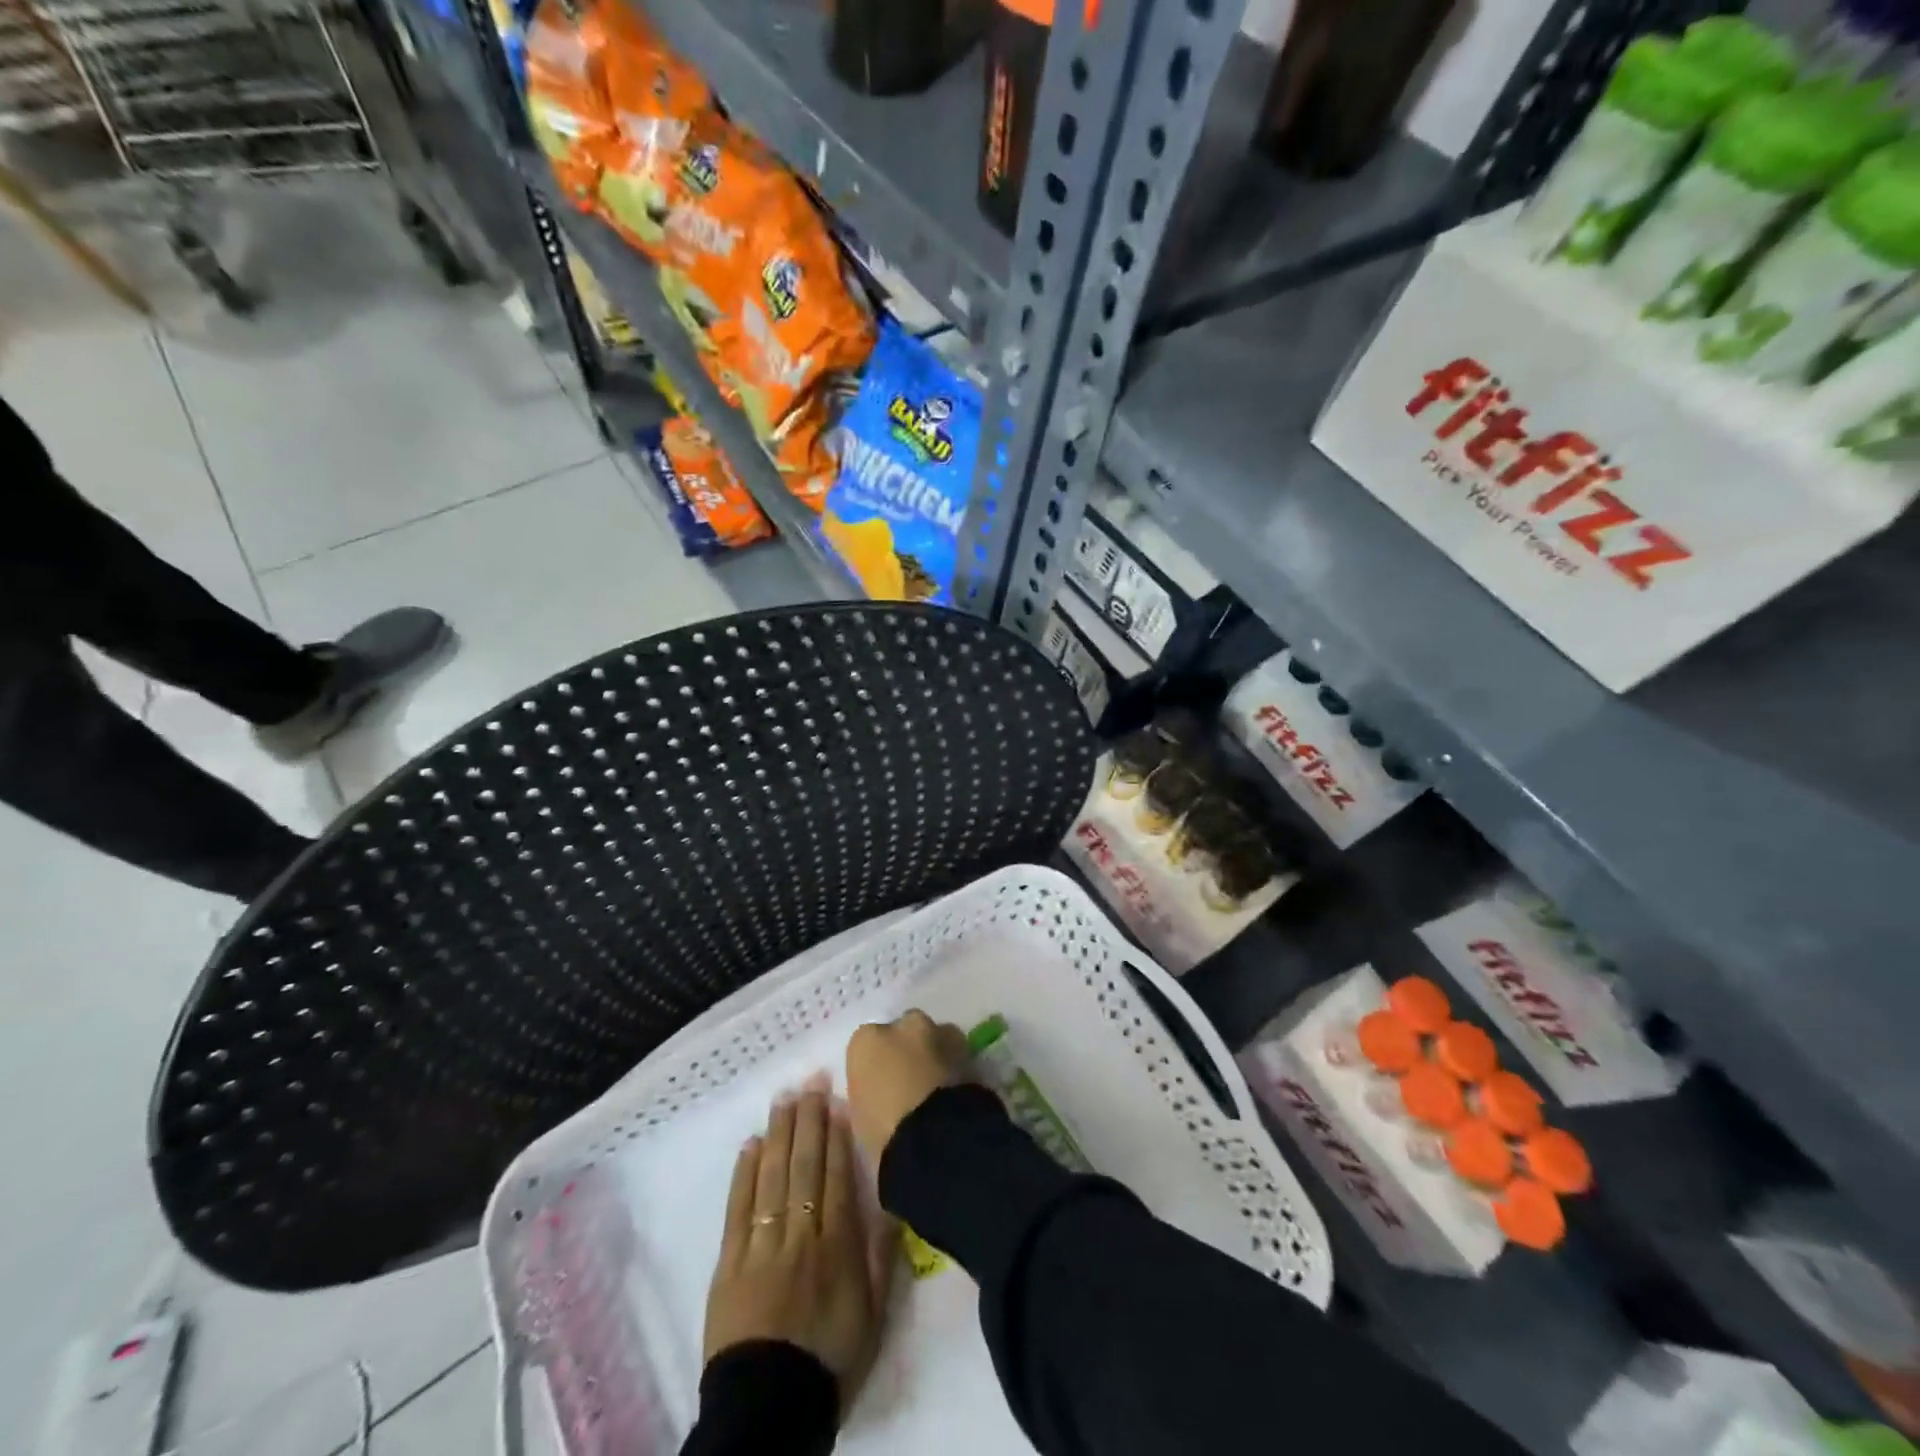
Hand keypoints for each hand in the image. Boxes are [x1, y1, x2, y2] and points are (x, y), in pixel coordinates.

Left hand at [703, 1077, 895, 1412]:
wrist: (769, 1410)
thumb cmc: (829, 1359)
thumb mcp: (874, 1314)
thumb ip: (882, 1256)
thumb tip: (889, 1203)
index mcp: (837, 1246)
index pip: (835, 1177)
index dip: (836, 1136)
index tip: (836, 1100)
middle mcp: (800, 1234)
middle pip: (804, 1166)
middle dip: (808, 1120)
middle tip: (810, 1082)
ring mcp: (762, 1244)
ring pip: (772, 1177)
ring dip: (779, 1134)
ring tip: (784, 1098)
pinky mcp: (730, 1261)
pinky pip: (739, 1207)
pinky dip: (744, 1173)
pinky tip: (751, 1144)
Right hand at [844, 1010, 969, 1168]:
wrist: (932, 1138)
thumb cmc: (882, 1132)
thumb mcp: (860, 1116)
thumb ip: (868, 1092)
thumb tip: (880, 1094)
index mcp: (866, 1040)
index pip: (867, 1043)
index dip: (875, 1064)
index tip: (879, 1086)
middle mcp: (903, 1026)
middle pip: (904, 1029)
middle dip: (906, 1048)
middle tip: (908, 1081)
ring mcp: (938, 1033)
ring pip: (935, 1035)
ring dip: (934, 1051)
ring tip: (935, 1085)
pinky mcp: (967, 1049)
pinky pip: (956, 1052)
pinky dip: (953, 1065)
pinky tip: (952, 1089)